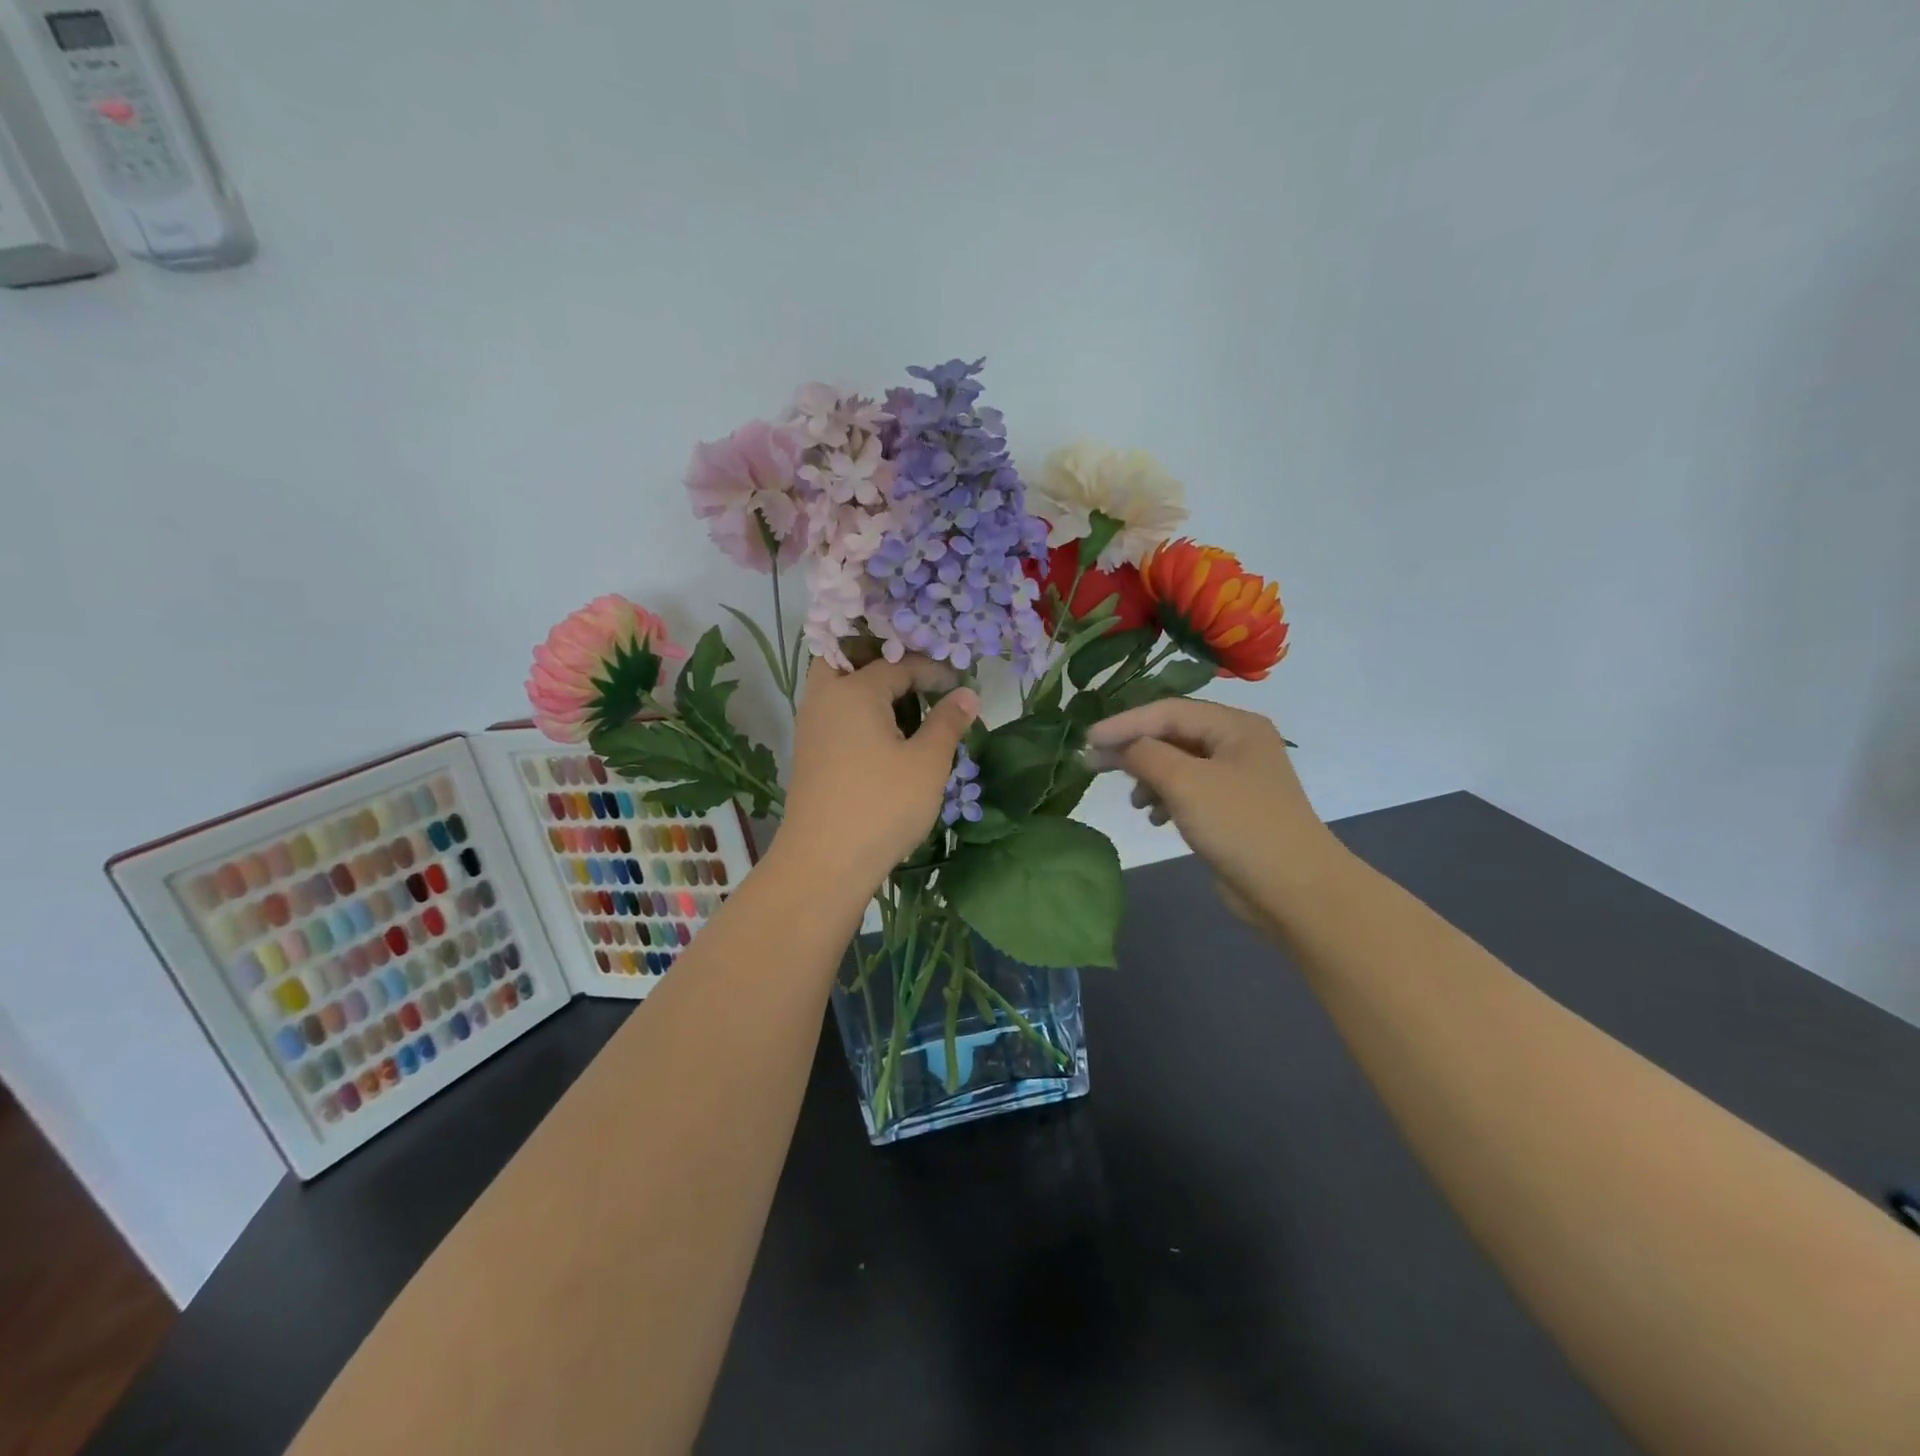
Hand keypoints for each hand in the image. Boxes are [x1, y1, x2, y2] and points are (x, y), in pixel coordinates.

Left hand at [777, 656, 980, 889]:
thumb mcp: (927, 763)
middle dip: (885, 661)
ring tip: (908, 702)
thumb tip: (967, 694)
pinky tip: (887, 733)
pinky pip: (835, 712)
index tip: (961, 686)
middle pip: (848, 659)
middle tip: (918, 675)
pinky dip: (859, 710)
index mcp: (853, 690)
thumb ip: (948, 722)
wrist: (825, 863)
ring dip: (870, 685)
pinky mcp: (810, 753)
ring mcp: (811, 726)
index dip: (934, 671)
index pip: (899, 664)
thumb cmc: (881, 806)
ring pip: (839, 686)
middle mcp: (825, 698)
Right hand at [1087, 698, 1337, 927]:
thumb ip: (1144, 755)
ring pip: (1178, 763)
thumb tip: (1115, 746)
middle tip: (1094, 765)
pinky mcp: (1232, 808)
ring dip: (1149, 777)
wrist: (1295, 889)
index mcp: (1235, 726)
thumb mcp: (1185, 782)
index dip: (1124, 723)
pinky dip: (1166, 798)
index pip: (1167, 711)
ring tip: (1134, 801)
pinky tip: (1154, 817)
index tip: (1086, 740)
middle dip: (1134, 750)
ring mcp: (1237, 777)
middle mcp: (1238, 744)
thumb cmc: (1240, 825)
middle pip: (1172, 734)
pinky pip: (1188, 790)